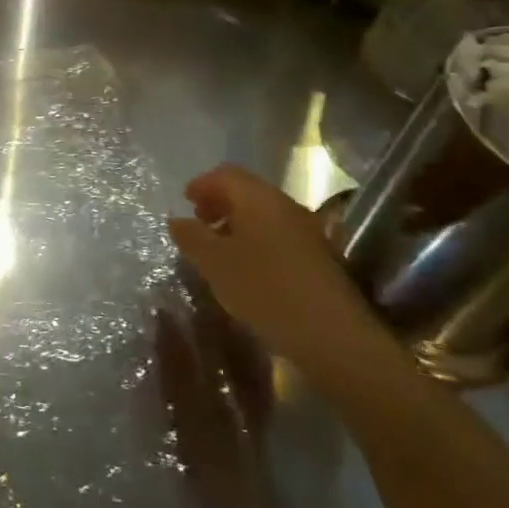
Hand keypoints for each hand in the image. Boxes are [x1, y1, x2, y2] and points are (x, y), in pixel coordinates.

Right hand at [166, 164, 387, 381]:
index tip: (185, 202)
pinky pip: (278, 234)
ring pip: (263, 213)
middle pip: (246, 191)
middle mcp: (284, 205)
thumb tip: (177, 220)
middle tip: (198, 223)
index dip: (201, 184)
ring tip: (218, 249)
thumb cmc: (264, 288)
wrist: (331, 333)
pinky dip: (255, 239)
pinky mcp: (317, 255)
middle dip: (219, 202)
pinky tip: (246, 268)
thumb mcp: (214, 263)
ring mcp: (305, 229)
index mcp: (257, 198)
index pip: (225, 174)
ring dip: (237, 222)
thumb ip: (191, 237)